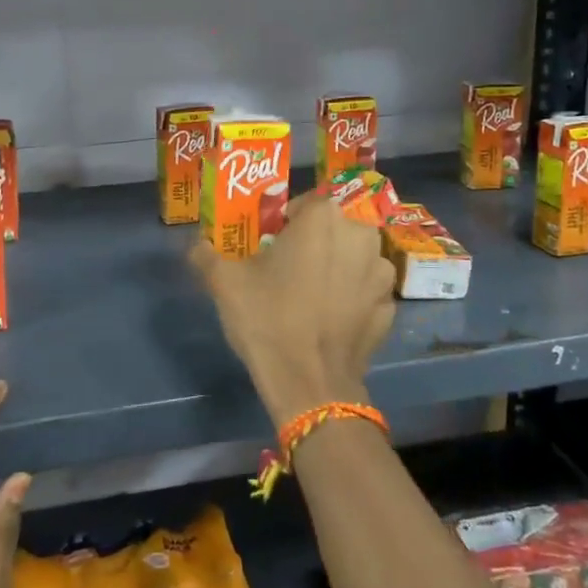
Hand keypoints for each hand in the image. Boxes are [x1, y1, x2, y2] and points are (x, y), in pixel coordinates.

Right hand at [189, 190, 395, 422]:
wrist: (310, 383)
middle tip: (287, 271)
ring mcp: (381, 271)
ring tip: (311, 297)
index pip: (302, 204)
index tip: (270, 247)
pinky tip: (330, 319)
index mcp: (323, 216)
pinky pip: (365, 290)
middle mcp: (360, 234)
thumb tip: (197, 245)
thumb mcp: (224, 282)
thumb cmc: (268, 318)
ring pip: (352, 258)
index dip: (284, 224)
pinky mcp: (390, 306)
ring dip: (336, 268)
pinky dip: (352, 298)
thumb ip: (206, 253)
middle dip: (313, 244)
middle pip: (331, 229)